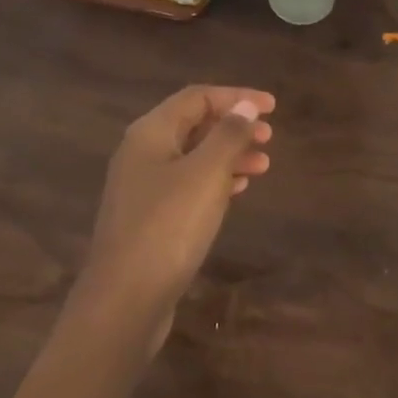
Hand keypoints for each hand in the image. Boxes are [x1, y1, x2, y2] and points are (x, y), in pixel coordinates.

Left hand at [74, 85, 275, 352]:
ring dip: (228, 155)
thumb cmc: (168, 228)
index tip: (273, 107)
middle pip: (193, 125)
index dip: (236, 96)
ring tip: (263, 165)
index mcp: (150, 133)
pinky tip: (237, 190)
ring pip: (192, 157)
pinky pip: (187, 185)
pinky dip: (215, 181)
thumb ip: (228, 136)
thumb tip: (245, 105)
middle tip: (270, 138)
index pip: (196, 97)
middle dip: (233, 126)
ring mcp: (142, 187)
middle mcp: (141, 153)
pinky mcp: (148, 219)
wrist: (124, 300)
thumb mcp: (205, 175)